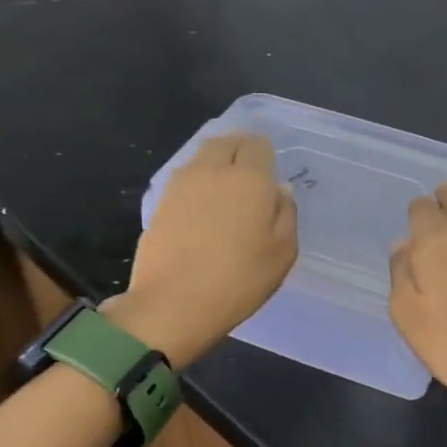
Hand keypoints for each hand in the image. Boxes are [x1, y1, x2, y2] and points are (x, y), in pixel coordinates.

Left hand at [109, 133, 297, 367]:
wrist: (173, 304)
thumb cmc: (238, 280)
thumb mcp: (282, 254)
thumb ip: (286, 215)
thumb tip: (278, 190)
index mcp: (249, 179)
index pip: (258, 145)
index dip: (265, 155)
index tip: (269, 173)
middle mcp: (213, 170)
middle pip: (226, 142)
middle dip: (239, 149)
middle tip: (249, 174)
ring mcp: (182, 184)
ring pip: (203, 156)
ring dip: (216, 163)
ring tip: (226, 189)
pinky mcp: (160, 202)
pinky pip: (185, 178)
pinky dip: (198, 182)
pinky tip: (203, 206)